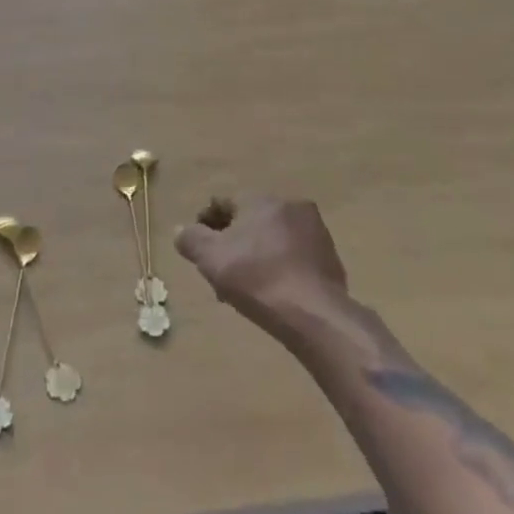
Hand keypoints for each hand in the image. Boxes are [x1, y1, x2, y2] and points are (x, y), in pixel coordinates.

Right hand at [175, 196, 348, 339]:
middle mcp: (290, 205)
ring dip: (258, 256)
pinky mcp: (331, 258)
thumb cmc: (256, 278)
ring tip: (246, 288)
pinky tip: (274, 294)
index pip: (224, 203)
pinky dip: (281, 268)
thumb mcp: (210, 258)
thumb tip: (181, 230)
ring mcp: (315, 231)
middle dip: (233, 244)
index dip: (206, 225)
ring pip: (274, 239)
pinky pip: (295, 257)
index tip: (200, 251)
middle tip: (222, 272)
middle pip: (250, 221)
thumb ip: (191, 239)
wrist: (313, 314)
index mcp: (260, 199)